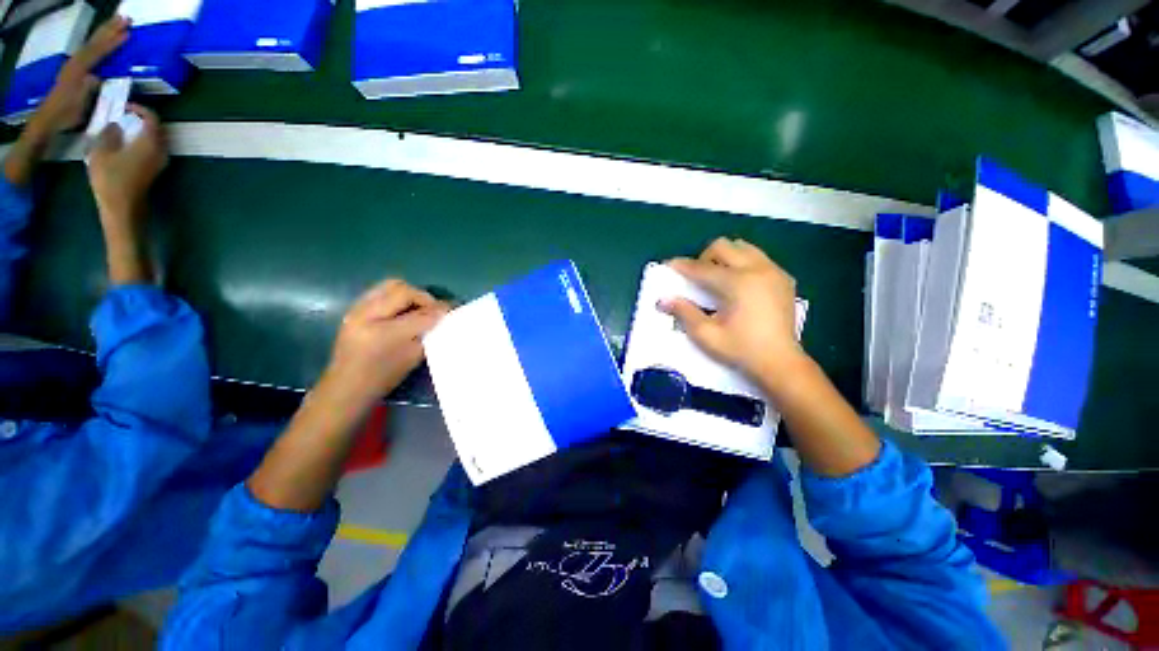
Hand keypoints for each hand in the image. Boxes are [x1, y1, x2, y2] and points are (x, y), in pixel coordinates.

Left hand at [27, 16, 129, 137]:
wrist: (48, 121)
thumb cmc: (66, 115)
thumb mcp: (79, 104)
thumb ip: (87, 88)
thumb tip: (97, 77)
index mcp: (78, 70)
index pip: (98, 52)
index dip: (112, 42)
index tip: (127, 33)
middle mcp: (75, 63)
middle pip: (95, 43)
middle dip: (110, 30)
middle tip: (126, 19)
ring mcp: (74, 66)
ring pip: (92, 44)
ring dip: (105, 33)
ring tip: (119, 23)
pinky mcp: (75, 70)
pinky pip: (89, 52)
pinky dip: (98, 44)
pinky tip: (104, 40)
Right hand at [88, 104, 166, 233]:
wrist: (123, 207)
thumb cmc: (111, 179)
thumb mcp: (102, 151)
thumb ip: (110, 133)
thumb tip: (116, 124)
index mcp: (150, 142)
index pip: (151, 118)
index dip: (139, 109)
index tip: (124, 107)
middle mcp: (161, 150)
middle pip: (156, 128)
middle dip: (141, 119)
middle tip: (123, 116)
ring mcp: (161, 161)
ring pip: (156, 139)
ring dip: (142, 131)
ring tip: (123, 128)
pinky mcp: (156, 170)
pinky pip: (153, 149)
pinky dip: (142, 141)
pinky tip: (127, 143)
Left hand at [321, 279, 449, 410]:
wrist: (347, 386)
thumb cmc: (383, 377)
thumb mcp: (412, 357)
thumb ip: (428, 333)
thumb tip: (443, 314)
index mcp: (383, 333)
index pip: (419, 313)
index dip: (438, 309)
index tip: (451, 310)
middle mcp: (366, 315)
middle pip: (401, 289)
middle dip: (422, 297)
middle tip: (432, 309)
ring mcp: (356, 310)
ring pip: (389, 285)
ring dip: (409, 294)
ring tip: (417, 308)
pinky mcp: (354, 309)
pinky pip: (379, 292)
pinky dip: (396, 297)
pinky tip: (402, 311)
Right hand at [662, 238, 805, 388]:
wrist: (781, 362)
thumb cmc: (741, 350)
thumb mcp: (707, 335)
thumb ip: (684, 313)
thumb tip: (663, 300)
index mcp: (738, 283)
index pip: (703, 268)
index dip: (683, 266)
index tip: (668, 265)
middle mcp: (758, 269)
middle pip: (724, 246)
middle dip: (704, 257)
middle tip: (697, 277)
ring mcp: (774, 271)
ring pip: (743, 247)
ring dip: (725, 257)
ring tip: (718, 279)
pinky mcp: (783, 278)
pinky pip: (758, 258)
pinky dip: (742, 263)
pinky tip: (738, 285)